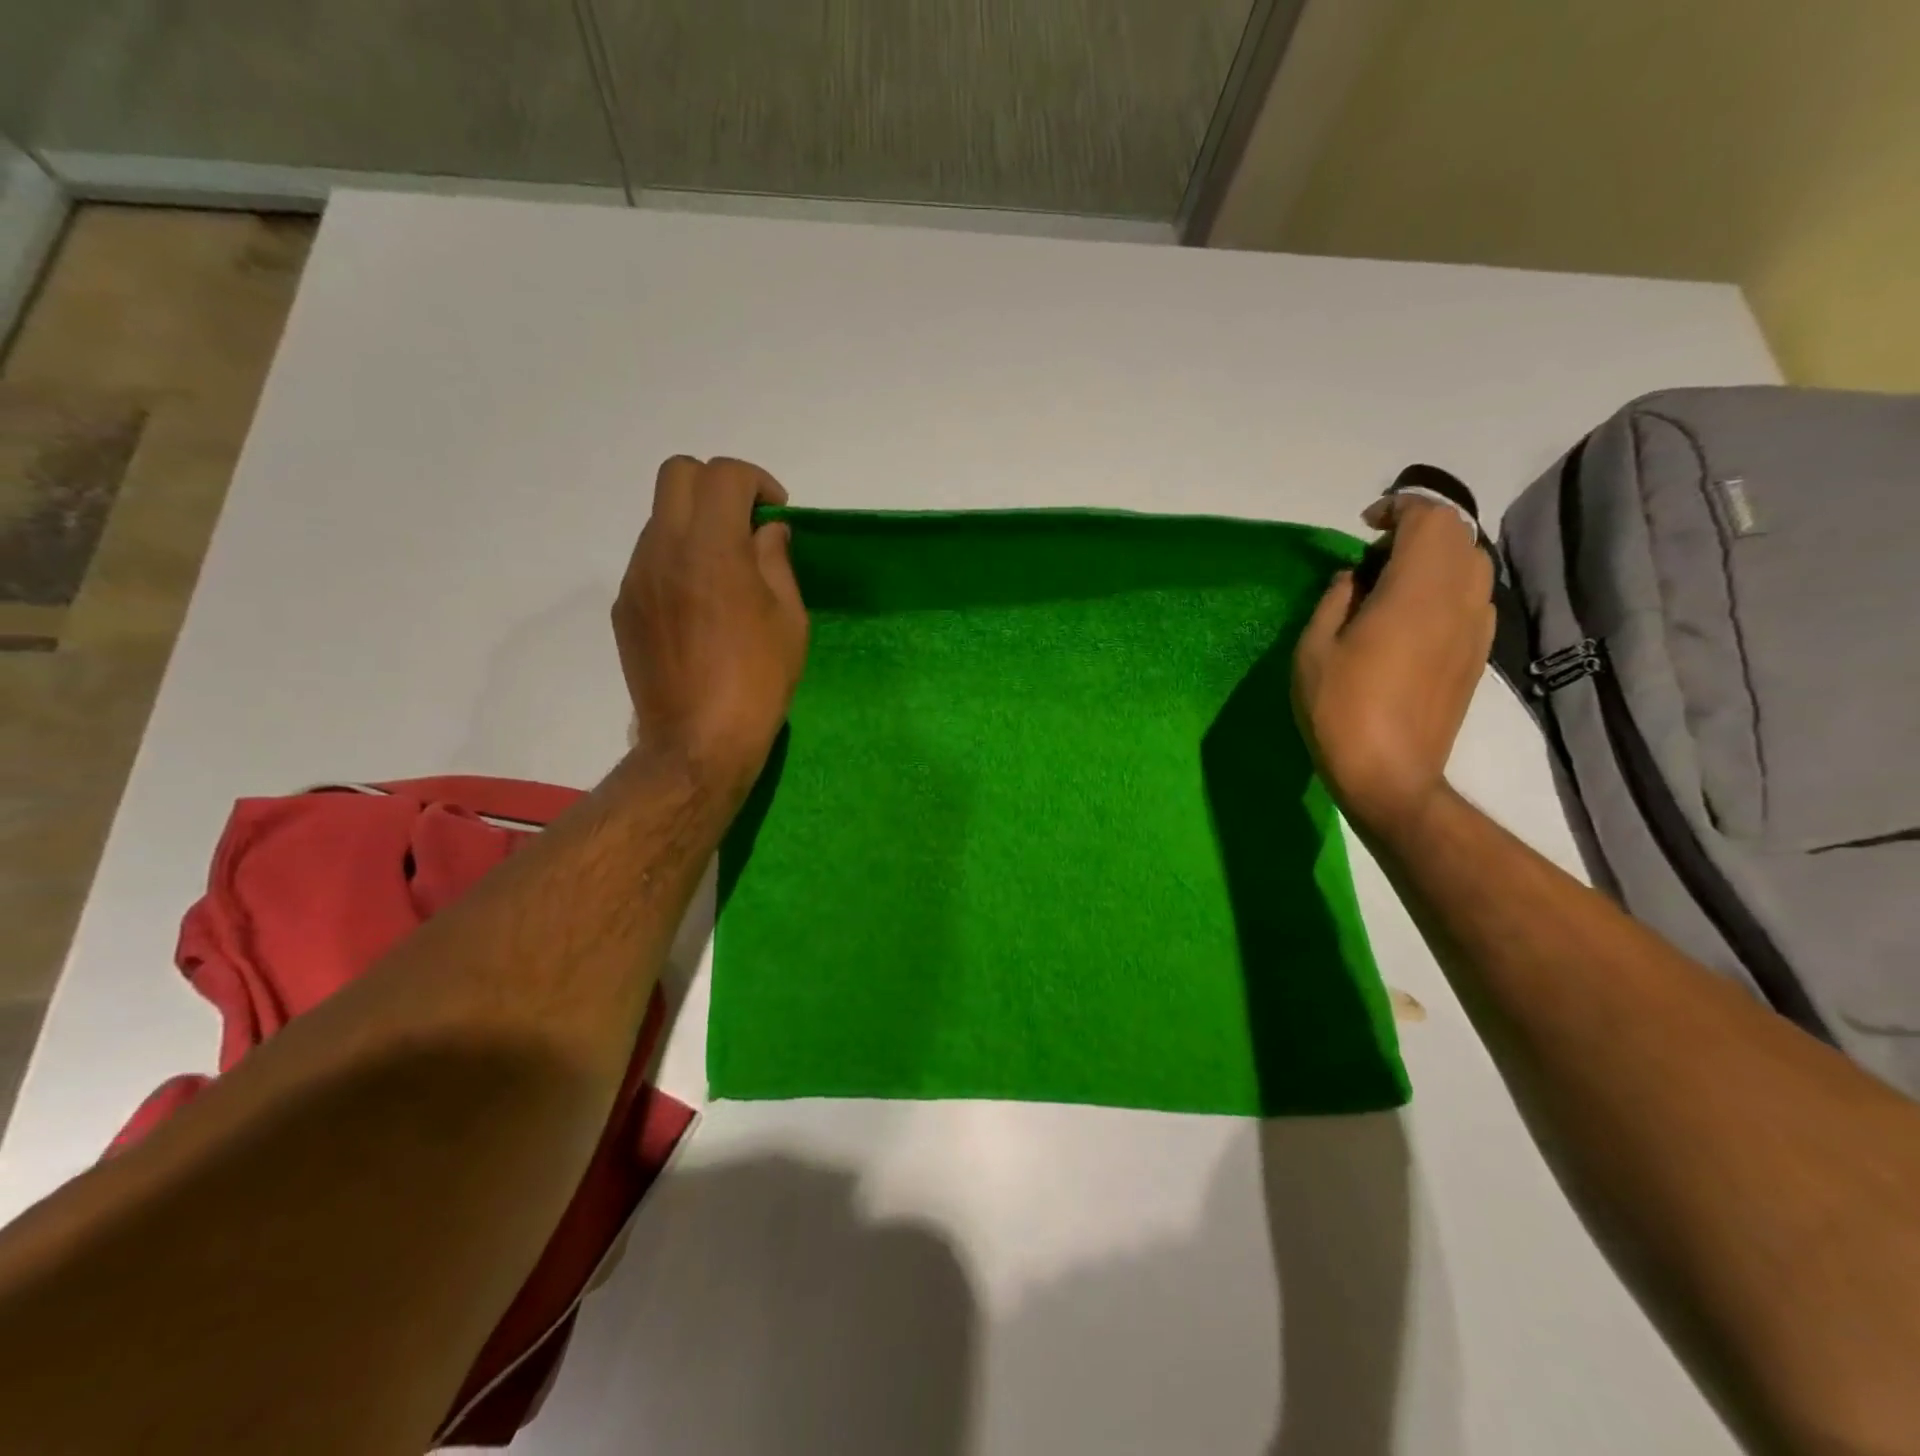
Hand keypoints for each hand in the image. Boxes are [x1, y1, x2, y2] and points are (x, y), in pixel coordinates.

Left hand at [615, 456, 808, 798]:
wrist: (699, 742)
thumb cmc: (758, 681)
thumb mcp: (790, 620)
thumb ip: (777, 562)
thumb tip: (767, 532)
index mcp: (711, 548)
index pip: (723, 474)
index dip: (756, 481)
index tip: (775, 513)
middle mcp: (663, 549)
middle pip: (677, 474)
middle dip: (717, 485)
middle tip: (745, 524)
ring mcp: (636, 578)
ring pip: (660, 518)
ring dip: (695, 525)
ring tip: (724, 571)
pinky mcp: (625, 607)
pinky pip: (650, 559)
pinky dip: (677, 560)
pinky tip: (700, 605)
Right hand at [1291, 495, 1493, 840]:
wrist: (1390, 773)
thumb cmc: (1340, 709)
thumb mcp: (1313, 649)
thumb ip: (1335, 599)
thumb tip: (1355, 577)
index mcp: (1416, 590)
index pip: (1429, 518)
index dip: (1399, 508)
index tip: (1364, 525)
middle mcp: (1459, 598)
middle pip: (1457, 535)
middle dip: (1418, 529)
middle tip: (1374, 555)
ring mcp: (1476, 626)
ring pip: (1472, 564)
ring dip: (1436, 558)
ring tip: (1392, 583)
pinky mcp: (1478, 653)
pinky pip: (1473, 597)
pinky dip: (1446, 587)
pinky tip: (1411, 616)